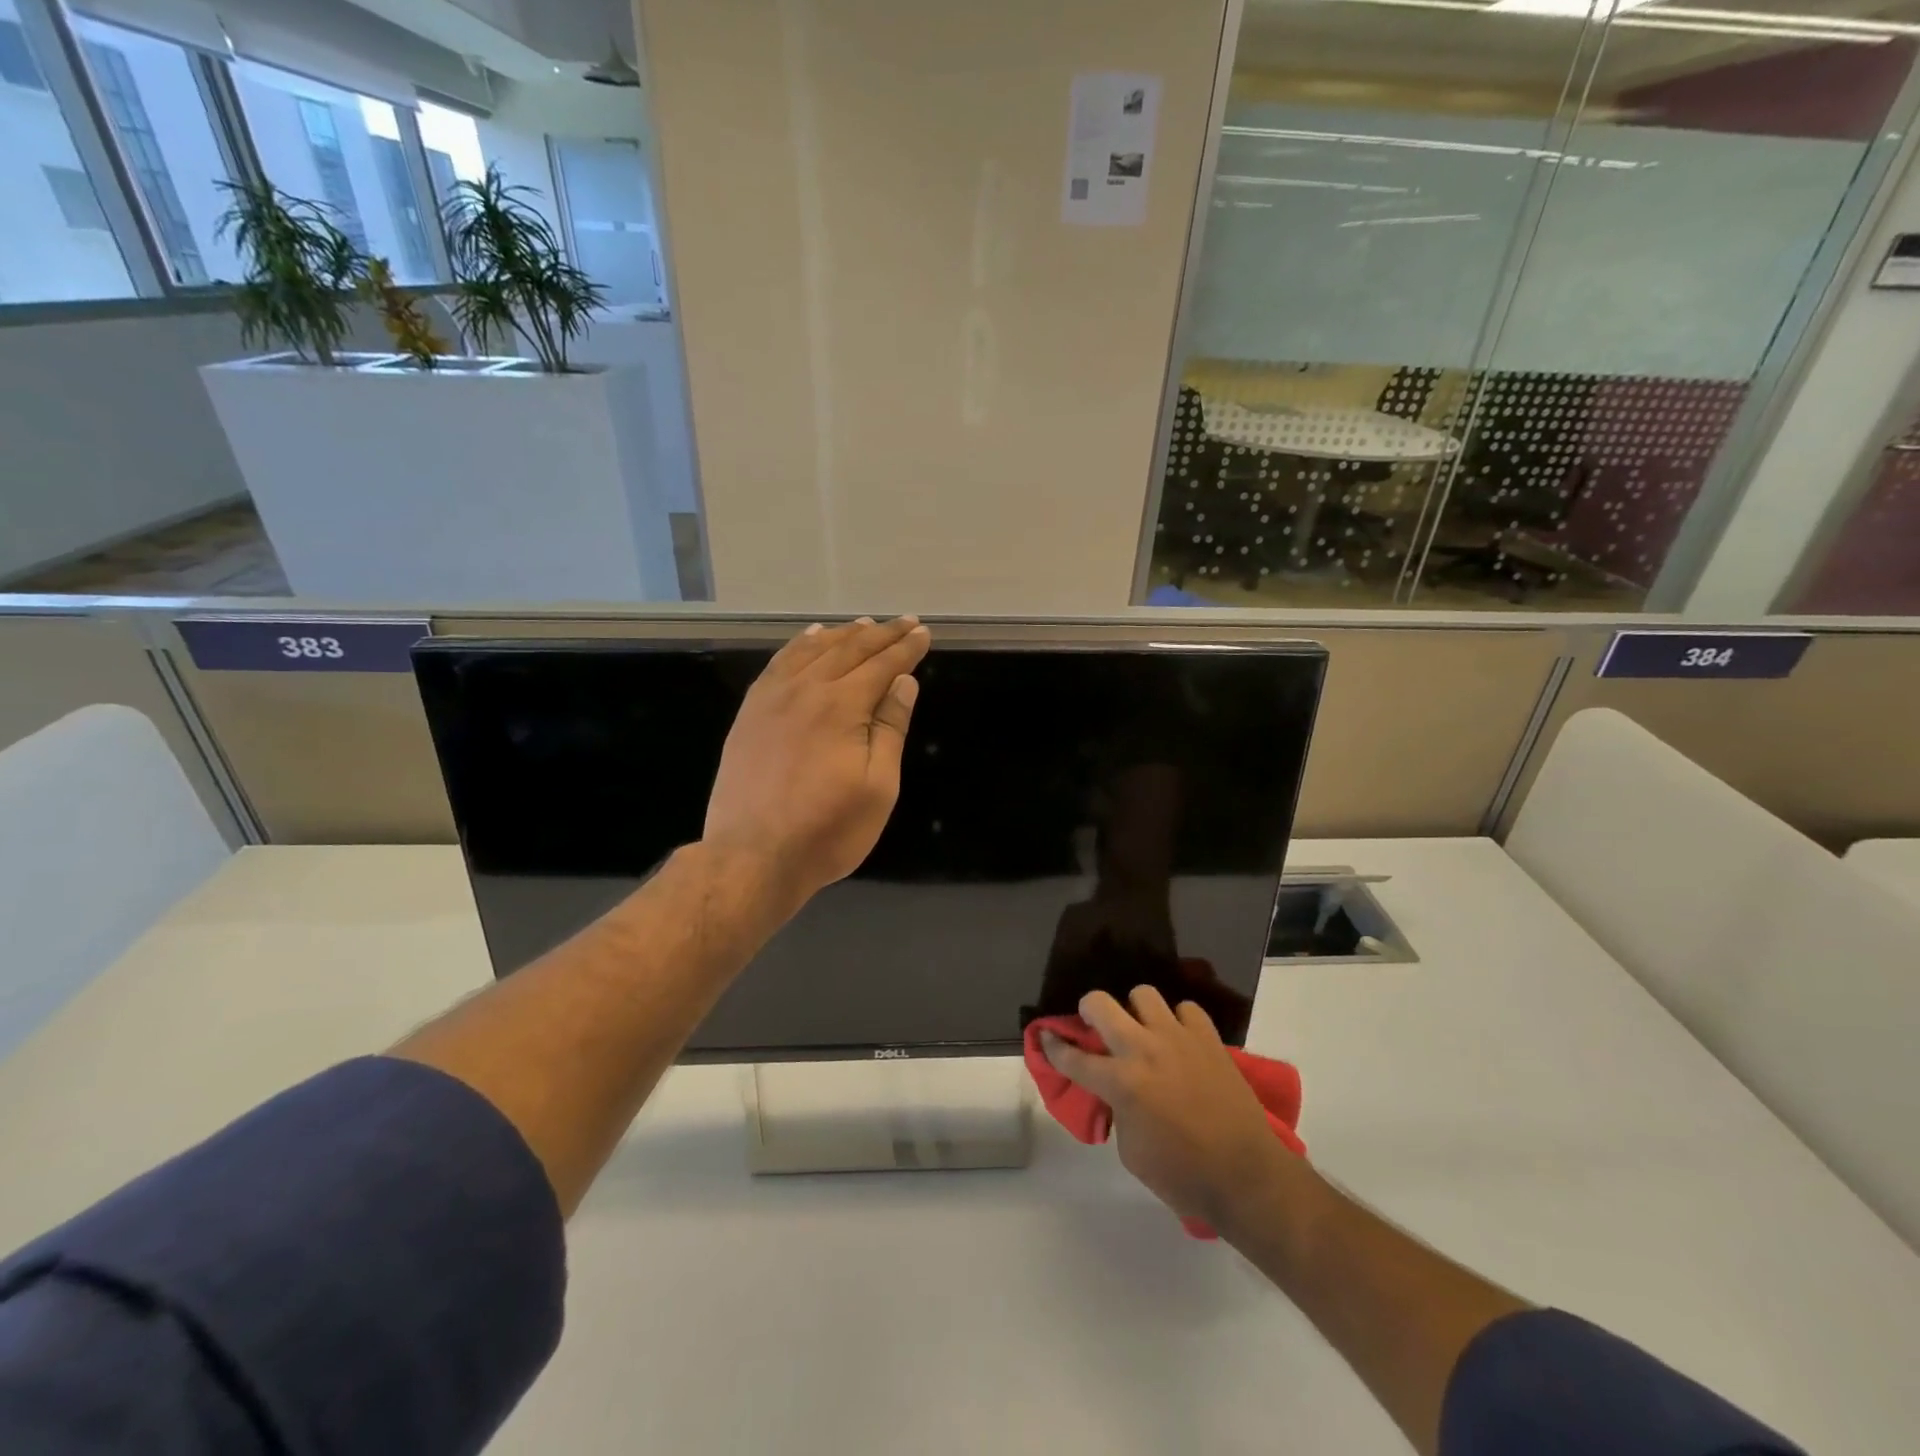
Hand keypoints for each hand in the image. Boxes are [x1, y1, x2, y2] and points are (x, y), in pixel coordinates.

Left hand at [705, 616, 930, 910]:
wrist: (752, 856)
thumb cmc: (827, 830)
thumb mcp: (877, 787)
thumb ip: (890, 729)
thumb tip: (903, 682)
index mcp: (841, 706)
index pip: (882, 665)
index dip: (906, 648)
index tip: (924, 633)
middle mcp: (805, 690)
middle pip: (849, 649)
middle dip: (881, 634)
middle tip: (905, 622)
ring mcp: (771, 699)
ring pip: (812, 650)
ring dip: (842, 634)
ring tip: (864, 625)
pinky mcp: (749, 713)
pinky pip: (778, 664)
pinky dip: (799, 645)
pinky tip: (809, 640)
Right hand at [1043, 987, 1292, 1232]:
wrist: (1245, 1176)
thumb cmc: (1183, 1175)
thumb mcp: (1131, 1152)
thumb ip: (1117, 1110)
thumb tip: (1117, 1092)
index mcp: (1121, 1083)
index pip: (1073, 1057)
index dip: (1052, 1046)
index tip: (1044, 1036)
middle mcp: (1144, 1050)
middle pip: (1100, 1004)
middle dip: (1088, 1011)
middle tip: (1093, 1026)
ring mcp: (1178, 1038)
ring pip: (1142, 994)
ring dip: (1136, 1012)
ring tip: (1142, 1031)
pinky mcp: (1208, 1038)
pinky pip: (1185, 1010)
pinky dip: (1178, 1021)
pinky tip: (1179, 1041)